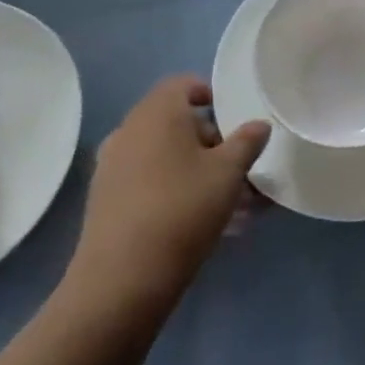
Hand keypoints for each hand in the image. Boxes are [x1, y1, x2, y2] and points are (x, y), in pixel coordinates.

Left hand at [61, 76, 270, 326]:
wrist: (122, 280)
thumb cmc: (182, 208)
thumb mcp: (229, 172)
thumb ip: (247, 141)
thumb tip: (258, 125)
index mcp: (157, 113)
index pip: (182, 84)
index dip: (209, 94)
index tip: (234, 117)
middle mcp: (129, 132)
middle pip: (175, 122)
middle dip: (210, 140)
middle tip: (239, 165)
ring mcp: (112, 168)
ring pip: (164, 156)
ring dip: (196, 169)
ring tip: (232, 201)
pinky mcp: (106, 202)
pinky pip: (149, 181)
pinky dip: (175, 189)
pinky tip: (203, 221)